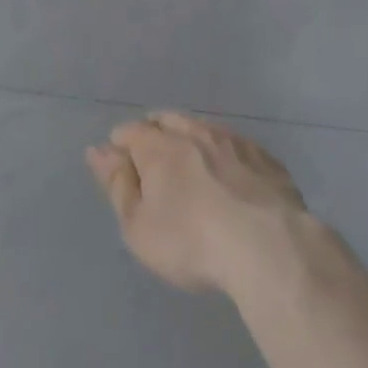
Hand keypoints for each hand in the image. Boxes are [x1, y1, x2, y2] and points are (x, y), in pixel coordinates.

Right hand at [86, 111, 309, 296]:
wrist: (270, 247)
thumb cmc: (191, 241)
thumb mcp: (139, 226)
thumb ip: (117, 185)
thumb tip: (97, 150)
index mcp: (159, 147)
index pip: (130, 132)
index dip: (120, 145)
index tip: (118, 164)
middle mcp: (195, 133)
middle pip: (168, 121)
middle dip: (155, 132)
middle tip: (153, 157)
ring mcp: (234, 142)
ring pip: (204, 128)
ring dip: (191, 138)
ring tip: (190, 160)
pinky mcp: (266, 159)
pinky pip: (237, 146)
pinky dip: (226, 153)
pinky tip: (231, 172)